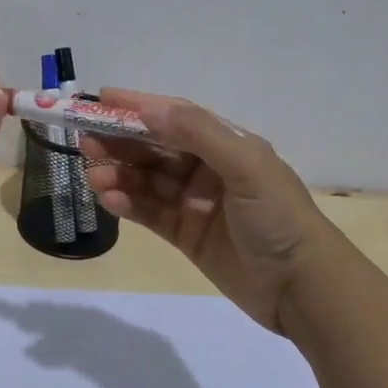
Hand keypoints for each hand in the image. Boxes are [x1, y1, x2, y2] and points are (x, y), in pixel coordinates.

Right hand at [80, 90, 335, 334]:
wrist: (303, 288)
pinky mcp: (185, 234)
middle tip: (85, 140)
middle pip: (154, 147)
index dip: (139, 106)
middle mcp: (207, 168)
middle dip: (120, 141)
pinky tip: (110, 199)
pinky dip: (128, 203)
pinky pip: (149, 212)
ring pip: (146, 179)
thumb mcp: (245, 164)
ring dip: (118, 173)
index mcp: (226, 144)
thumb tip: (148, 108)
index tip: (101, 99)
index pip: (175, 117)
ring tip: (93, 175)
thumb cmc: (278, 216)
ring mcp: (194, 202)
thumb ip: (197, 132)